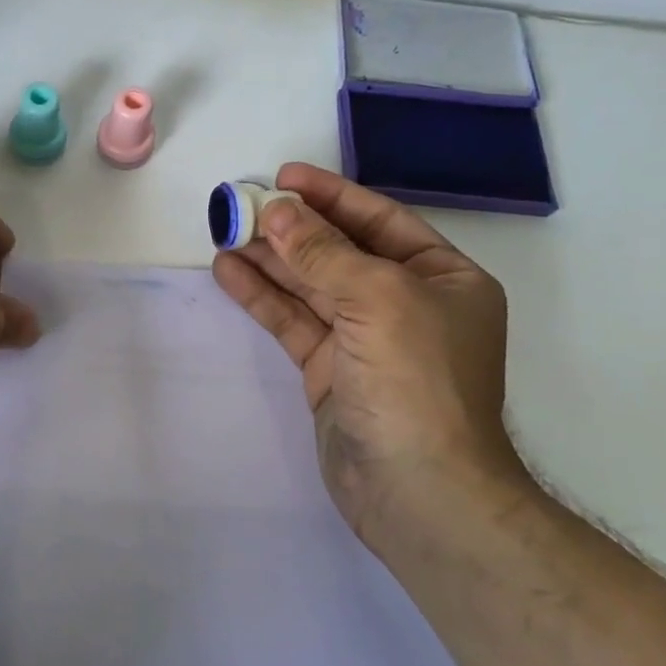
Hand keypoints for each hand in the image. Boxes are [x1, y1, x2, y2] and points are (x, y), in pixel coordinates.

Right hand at [212, 162, 520, 537]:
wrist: (417, 489)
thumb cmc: (415, 379)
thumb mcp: (377, 298)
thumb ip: (323, 252)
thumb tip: (278, 210)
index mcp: (442, 278)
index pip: (379, 221)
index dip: (331, 195)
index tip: (283, 176)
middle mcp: (405, 303)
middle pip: (338, 251)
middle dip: (290, 228)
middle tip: (239, 205)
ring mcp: (364, 339)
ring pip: (309, 286)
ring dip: (268, 259)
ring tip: (223, 232)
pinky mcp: (330, 371)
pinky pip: (293, 321)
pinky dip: (262, 297)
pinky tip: (228, 273)